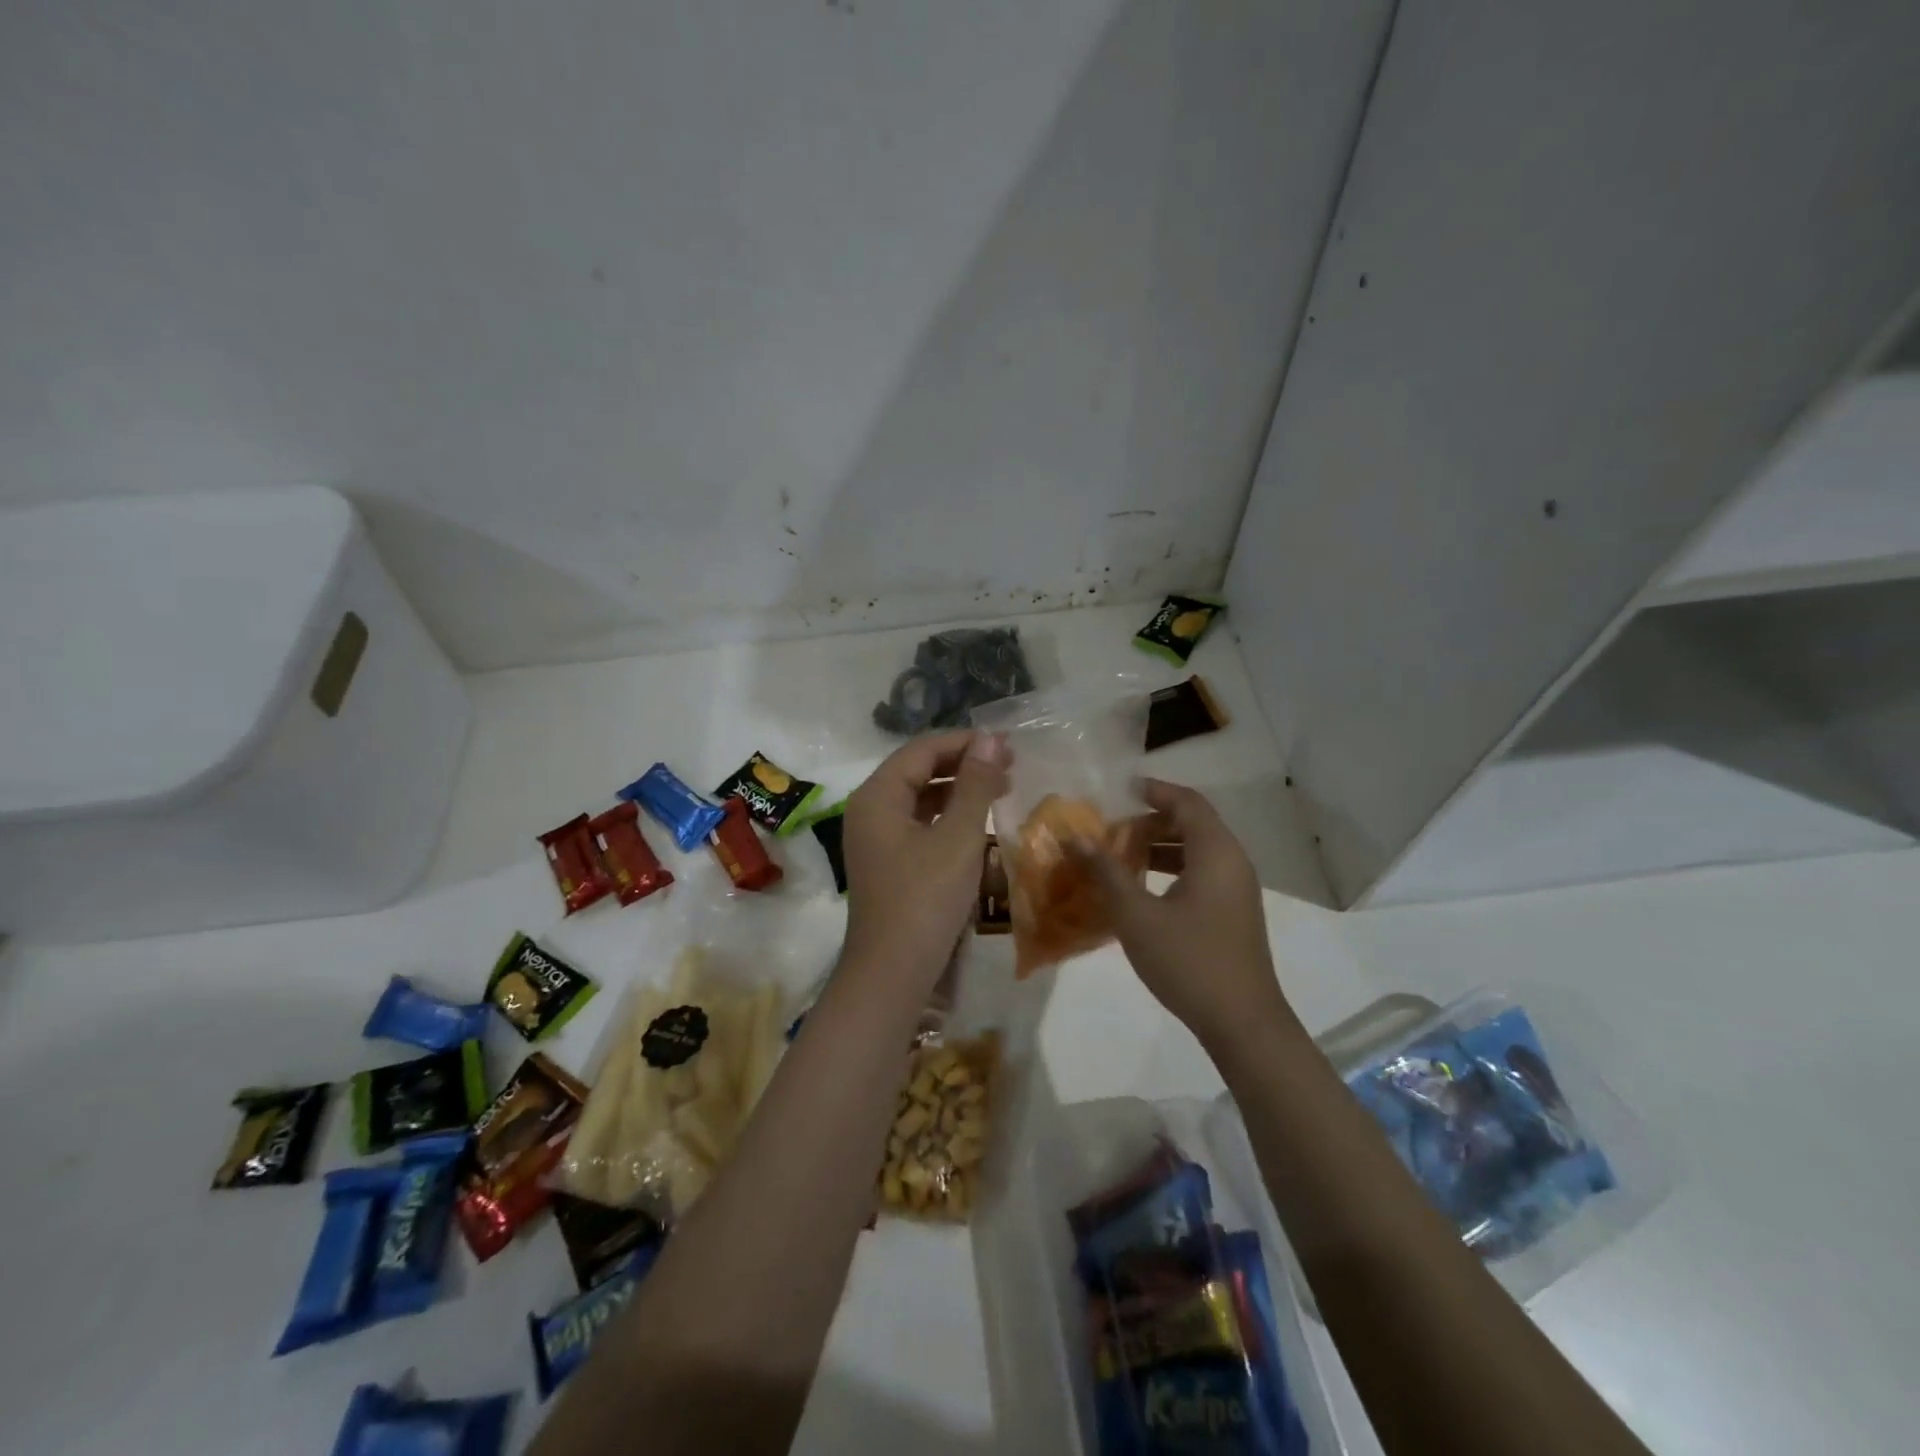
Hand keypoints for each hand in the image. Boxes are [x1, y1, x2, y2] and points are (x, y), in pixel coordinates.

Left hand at [840, 730, 1009, 987]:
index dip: (965, 742)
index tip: (1007, 745)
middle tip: (1010, 765)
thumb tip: (991, 738)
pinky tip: (976, 823)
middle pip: (918, 770)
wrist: (892, 973)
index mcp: (877, 795)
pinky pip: (918, 824)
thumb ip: (976, 785)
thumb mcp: (958, 838)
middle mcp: (869, 809)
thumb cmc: (925, 899)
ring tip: (1001, 789)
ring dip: (958, 790)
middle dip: (964, 764)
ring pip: (919, 798)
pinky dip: (948, 817)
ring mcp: (875, 838)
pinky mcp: (887, 862)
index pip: (922, 750)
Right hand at [1079, 779, 1294, 1050]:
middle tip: (1111, 829)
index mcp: (1215, 852)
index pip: (1187, 802)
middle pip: (1192, 823)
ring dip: (1159, 847)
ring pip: (1197, 851)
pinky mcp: (1233, 914)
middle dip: (1150, 821)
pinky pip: (1202, 874)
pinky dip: (1172, 870)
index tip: (1120, 790)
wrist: (1243, 1023)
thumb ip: (1106, 872)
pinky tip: (1142, 891)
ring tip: (1120, 856)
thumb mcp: (1136, 915)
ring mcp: (1237, 890)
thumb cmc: (1189, 961)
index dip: (1154, 790)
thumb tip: (1076, 837)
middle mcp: (1232, 862)